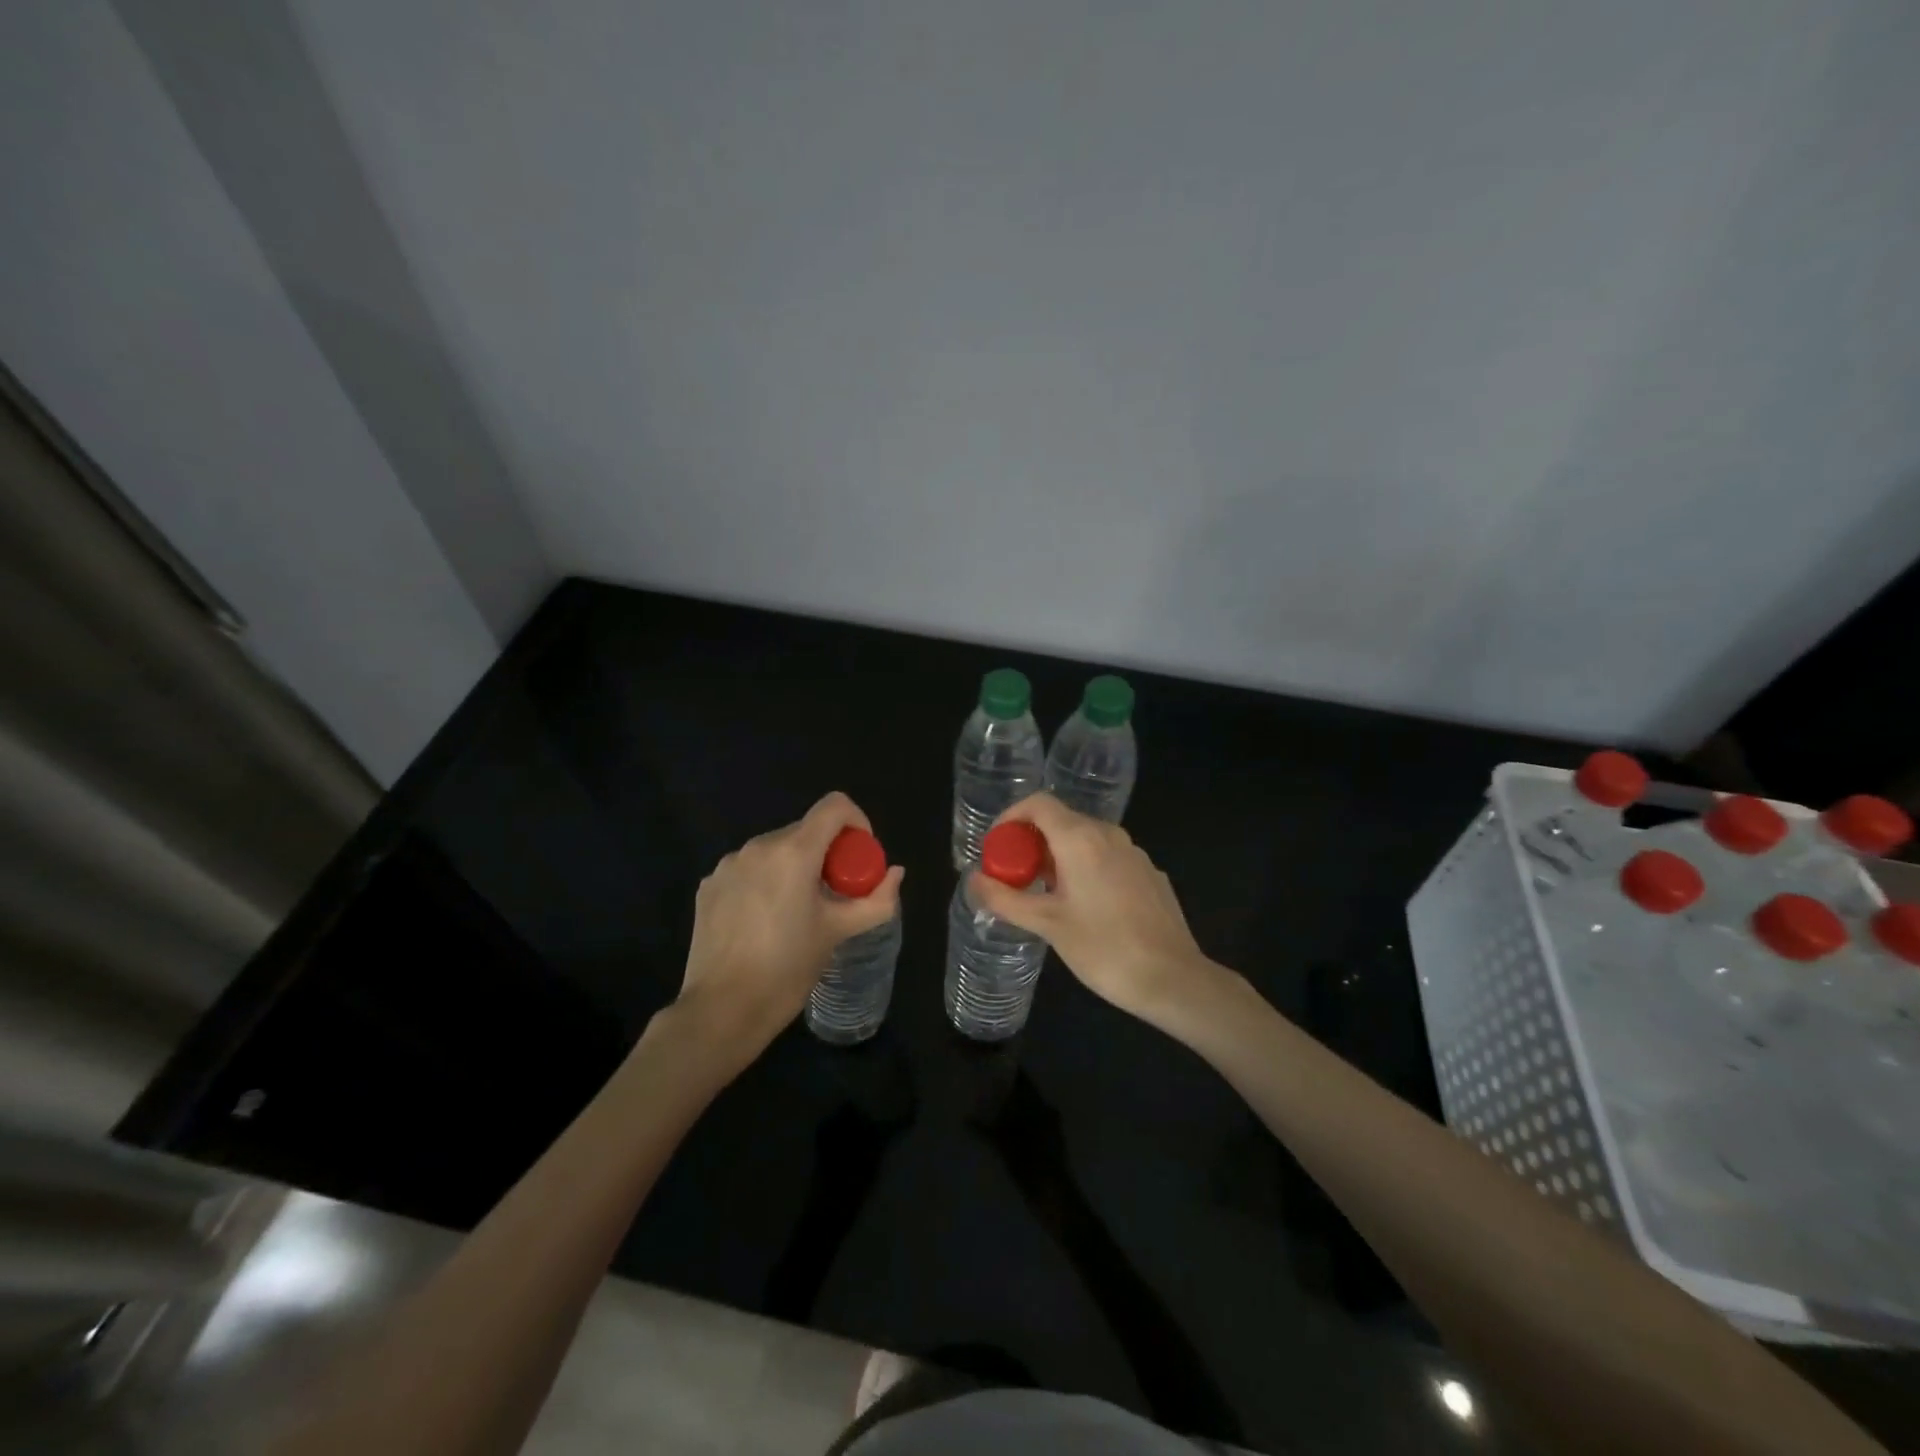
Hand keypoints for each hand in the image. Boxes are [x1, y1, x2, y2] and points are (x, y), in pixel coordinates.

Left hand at [677, 792, 903, 1055]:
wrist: (721, 1011)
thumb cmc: (788, 968)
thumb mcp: (839, 932)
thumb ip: (876, 900)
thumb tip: (896, 873)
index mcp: (793, 852)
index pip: (835, 806)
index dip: (857, 823)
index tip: (859, 859)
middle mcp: (758, 846)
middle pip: (806, 831)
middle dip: (827, 854)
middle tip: (834, 895)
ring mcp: (728, 865)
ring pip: (775, 851)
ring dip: (794, 868)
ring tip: (797, 913)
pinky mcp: (709, 886)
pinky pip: (748, 870)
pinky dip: (764, 883)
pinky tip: (763, 922)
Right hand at [967, 794, 1217, 1026]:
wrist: (1173, 979)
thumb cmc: (1104, 948)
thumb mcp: (1047, 924)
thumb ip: (1005, 898)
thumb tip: (972, 879)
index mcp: (1081, 838)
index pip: (1038, 803)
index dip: (1011, 818)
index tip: (997, 848)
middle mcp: (1109, 835)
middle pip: (1060, 821)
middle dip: (1031, 843)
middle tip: (1014, 878)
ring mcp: (1134, 854)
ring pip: (1085, 840)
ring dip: (1057, 858)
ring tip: (1044, 896)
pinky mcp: (1149, 875)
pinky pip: (1107, 859)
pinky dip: (1085, 870)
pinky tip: (1084, 909)